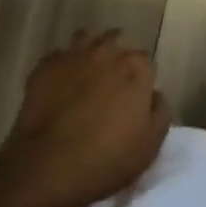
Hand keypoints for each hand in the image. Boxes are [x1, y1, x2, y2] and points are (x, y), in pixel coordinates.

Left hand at [0, 31, 169, 206]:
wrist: (49, 165)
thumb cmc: (108, 158)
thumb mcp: (151, 144)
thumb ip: (160, 112)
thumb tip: (155, 94)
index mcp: (135, 68)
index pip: (145, 62)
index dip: (141, 78)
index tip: (135, 96)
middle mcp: (106, 52)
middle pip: (115, 43)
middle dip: (116, 59)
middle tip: (111, 86)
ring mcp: (73, 55)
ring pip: (85, 40)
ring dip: (89, 52)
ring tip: (86, 75)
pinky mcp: (45, 66)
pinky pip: (58, 57)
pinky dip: (62, 67)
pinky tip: (60, 85)